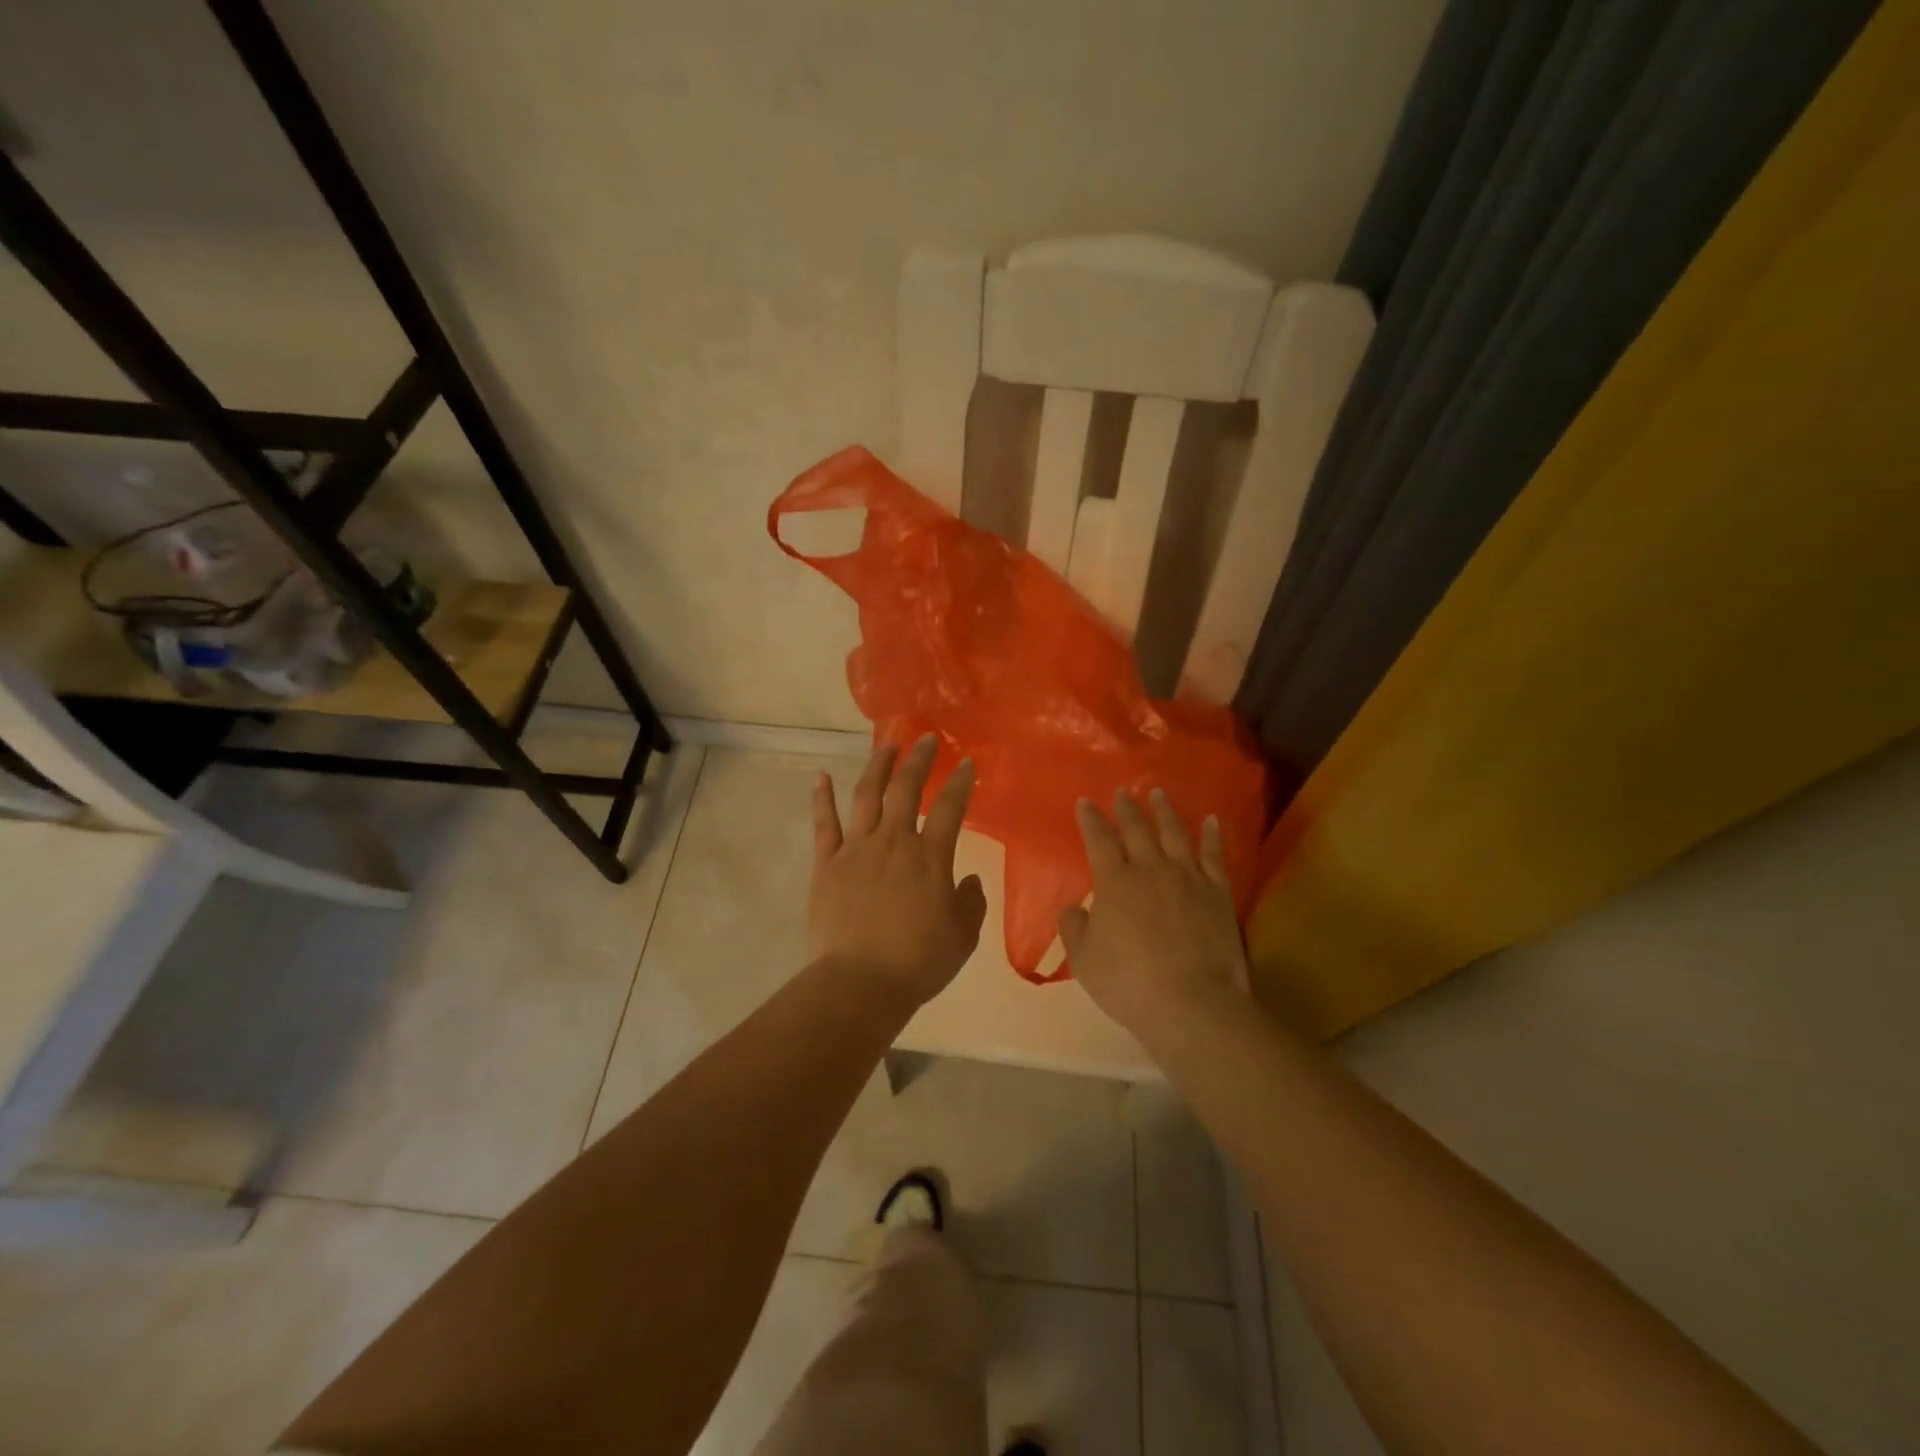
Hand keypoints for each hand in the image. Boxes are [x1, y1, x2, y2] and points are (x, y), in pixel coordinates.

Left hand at [809, 735, 988, 1005]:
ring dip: (877, 767)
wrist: (860, 983)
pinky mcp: (827, 864)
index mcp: (930, 858)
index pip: (950, 808)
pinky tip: (820, 777)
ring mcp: (856, 849)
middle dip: (918, 759)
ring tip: (885, 746)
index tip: (966, 762)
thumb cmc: (918, 962)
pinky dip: (822, 799)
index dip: (960, 782)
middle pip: (905, 789)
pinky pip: (824, 825)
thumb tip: (969, 880)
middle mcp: (893, 842)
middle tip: (926, 739)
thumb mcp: (962, 937)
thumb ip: (971, 903)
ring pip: (866, 796)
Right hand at [1060, 790, 1249, 1039]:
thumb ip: (1074, 927)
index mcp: (1114, 882)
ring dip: (1164, 811)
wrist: (1193, 1004)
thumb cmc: (1129, 983)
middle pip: (1137, 830)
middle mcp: (1151, 870)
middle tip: (1122, 791)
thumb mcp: (1084, 960)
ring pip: (1175, 834)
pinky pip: (1214, 855)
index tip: (1085, 802)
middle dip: (1127, 808)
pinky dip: (1211, 835)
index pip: (1099, 841)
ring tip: (1158, 793)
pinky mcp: (1218, 893)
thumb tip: (1076, 907)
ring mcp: (1188, 878)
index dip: (1091, 820)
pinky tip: (1210, 821)